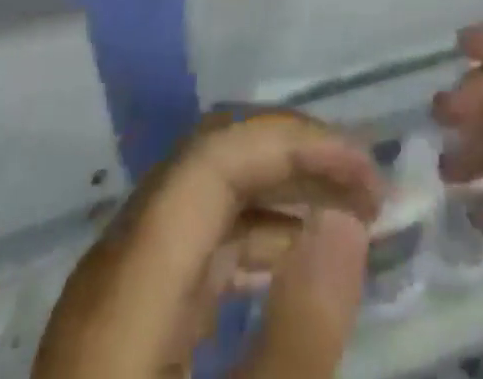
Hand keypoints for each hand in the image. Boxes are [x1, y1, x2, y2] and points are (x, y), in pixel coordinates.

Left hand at [34, 110, 381, 378]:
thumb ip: (297, 339)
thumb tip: (344, 220)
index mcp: (126, 286)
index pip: (214, 157)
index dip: (294, 142)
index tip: (366, 176)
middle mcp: (115, 271)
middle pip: (208, 164)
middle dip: (293, 158)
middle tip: (366, 191)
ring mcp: (116, 301)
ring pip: (203, 202)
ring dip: (278, 194)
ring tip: (347, 220)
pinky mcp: (125, 334)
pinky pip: (196, 253)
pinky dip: (253, 243)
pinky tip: (292, 270)